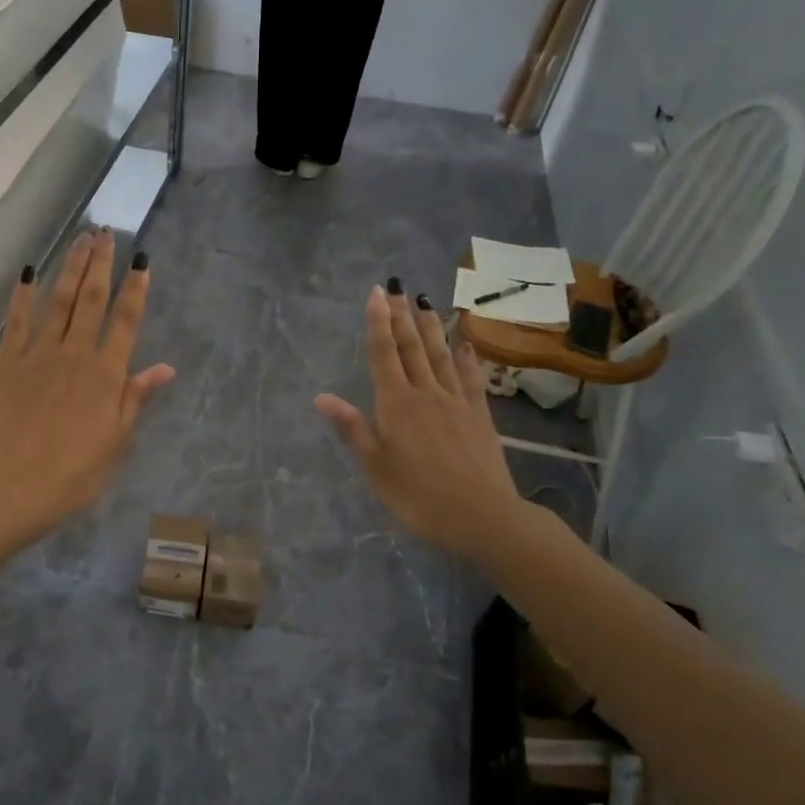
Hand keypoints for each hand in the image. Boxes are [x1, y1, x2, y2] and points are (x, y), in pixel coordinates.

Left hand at [0, 231, 175, 544]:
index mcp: (106, 373)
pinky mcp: (7, 362)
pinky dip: (23, 295)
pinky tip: (29, 272)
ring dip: (71, 268)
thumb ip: (136, 397)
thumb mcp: (116, 439)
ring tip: (80, 240)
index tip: (141, 259)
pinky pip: (17, 321)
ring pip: (58, 301)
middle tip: (106, 232)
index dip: (136, 288)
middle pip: (91, 300)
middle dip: (101, 264)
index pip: (126, 321)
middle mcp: (75, 353)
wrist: (16, 484)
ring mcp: (38, 353)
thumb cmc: (75, 471)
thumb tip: (166, 368)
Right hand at [315, 285, 526, 560]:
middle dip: (401, 316)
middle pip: (411, 347)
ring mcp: (456, 401)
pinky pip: (470, 377)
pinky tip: (464, 343)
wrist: (483, 515)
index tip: (377, 293)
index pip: (382, 354)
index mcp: (396, 404)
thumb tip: (321, 397)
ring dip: (431, 327)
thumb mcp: (376, 467)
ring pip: (440, 355)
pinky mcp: (479, 415)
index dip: (377, 322)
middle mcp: (426, 393)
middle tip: (398, 288)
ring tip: (424, 302)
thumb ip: (352, 428)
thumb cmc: (419, 496)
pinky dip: (465, 357)